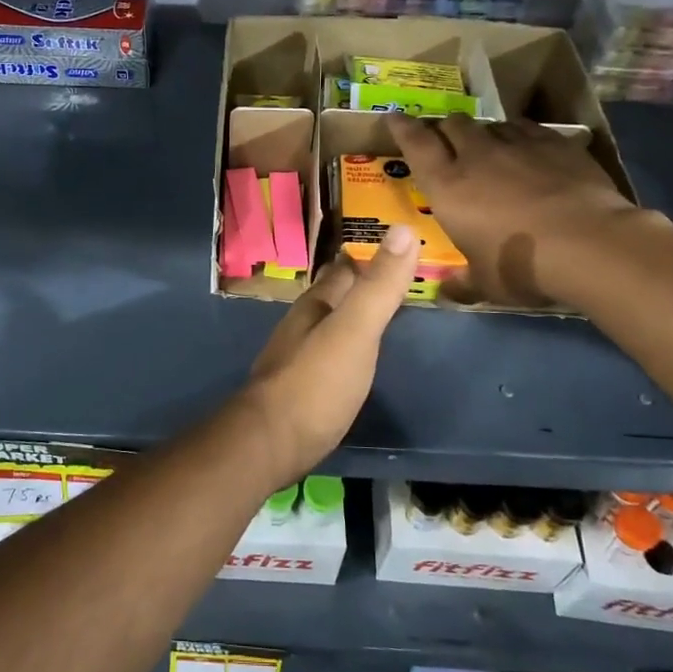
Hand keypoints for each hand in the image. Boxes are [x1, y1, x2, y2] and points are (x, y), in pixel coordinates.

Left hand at [232, 229, 419, 486]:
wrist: (269, 444)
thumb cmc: (316, 383)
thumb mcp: (355, 330)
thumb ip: (379, 286)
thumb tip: (403, 227)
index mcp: (316, 305)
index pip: (345, 268)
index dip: (370, 255)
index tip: (398, 245)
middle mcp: (303, 325)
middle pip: (336, 296)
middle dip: (362, 284)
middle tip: (399, 278)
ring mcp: (297, 357)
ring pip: (330, 325)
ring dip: (354, 316)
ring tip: (383, 314)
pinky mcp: (300, 389)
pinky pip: (329, 356)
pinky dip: (348, 347)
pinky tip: (358, 359)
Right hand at [386, 112, 640, 305]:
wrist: (591, 245)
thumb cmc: (522, 265)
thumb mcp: (486, 283)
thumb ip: (463, 283)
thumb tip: (445, 293)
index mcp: (448, 187)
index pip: (416, 144)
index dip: (402, 128)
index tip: (395, 118)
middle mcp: (477, 156)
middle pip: (454, 125)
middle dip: (446, 129)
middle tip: (447, 142)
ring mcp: (519, 145)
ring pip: (492, 125)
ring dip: (484, 134)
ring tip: (489, 147)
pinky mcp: (556, 144)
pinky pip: (528, 129)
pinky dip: (520, 135)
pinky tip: (527, 148)